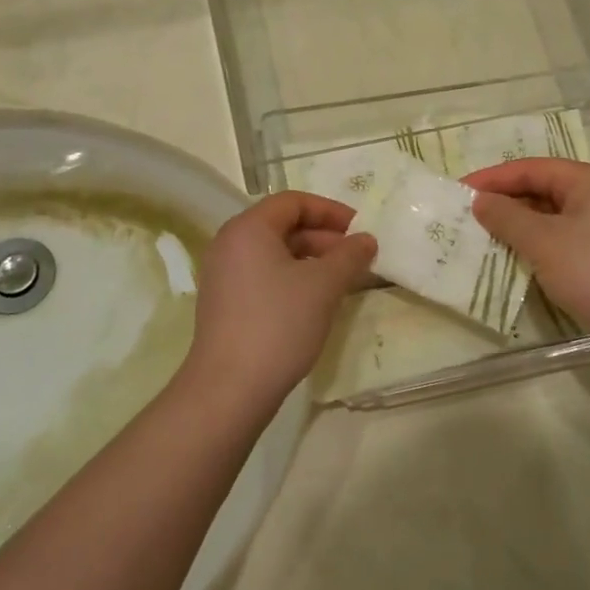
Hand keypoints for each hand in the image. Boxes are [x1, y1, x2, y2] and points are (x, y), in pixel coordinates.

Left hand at [182, 191, 375, 410]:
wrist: (229, 388)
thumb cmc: (279, 324)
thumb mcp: (323, 285)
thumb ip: (349, 256)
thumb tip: (366, 239)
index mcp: (248, 228)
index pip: (293, 202)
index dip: (330, 211)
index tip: (360, 228)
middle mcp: (229, 244)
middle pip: (283, 226)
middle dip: (324, 238)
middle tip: (357, 257)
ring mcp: (223, 275)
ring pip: (275, 254)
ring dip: (312, 260)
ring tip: (342, 281)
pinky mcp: (224, 303)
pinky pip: (264, 276)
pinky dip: (293, 279)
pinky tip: (316, 302)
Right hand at [467, 159, 589, 367]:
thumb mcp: (544, 241)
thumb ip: (507, 217)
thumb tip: (480, 201)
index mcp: (588, 181)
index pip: (531, 168)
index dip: (493, 178)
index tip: (458, 192)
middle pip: (542, 190)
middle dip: (504, 202)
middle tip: (466, 217)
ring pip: (551, 219)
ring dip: (518, 227)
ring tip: (482, 239)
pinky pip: (562, 243)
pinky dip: (537, 248)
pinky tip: (516, 262)